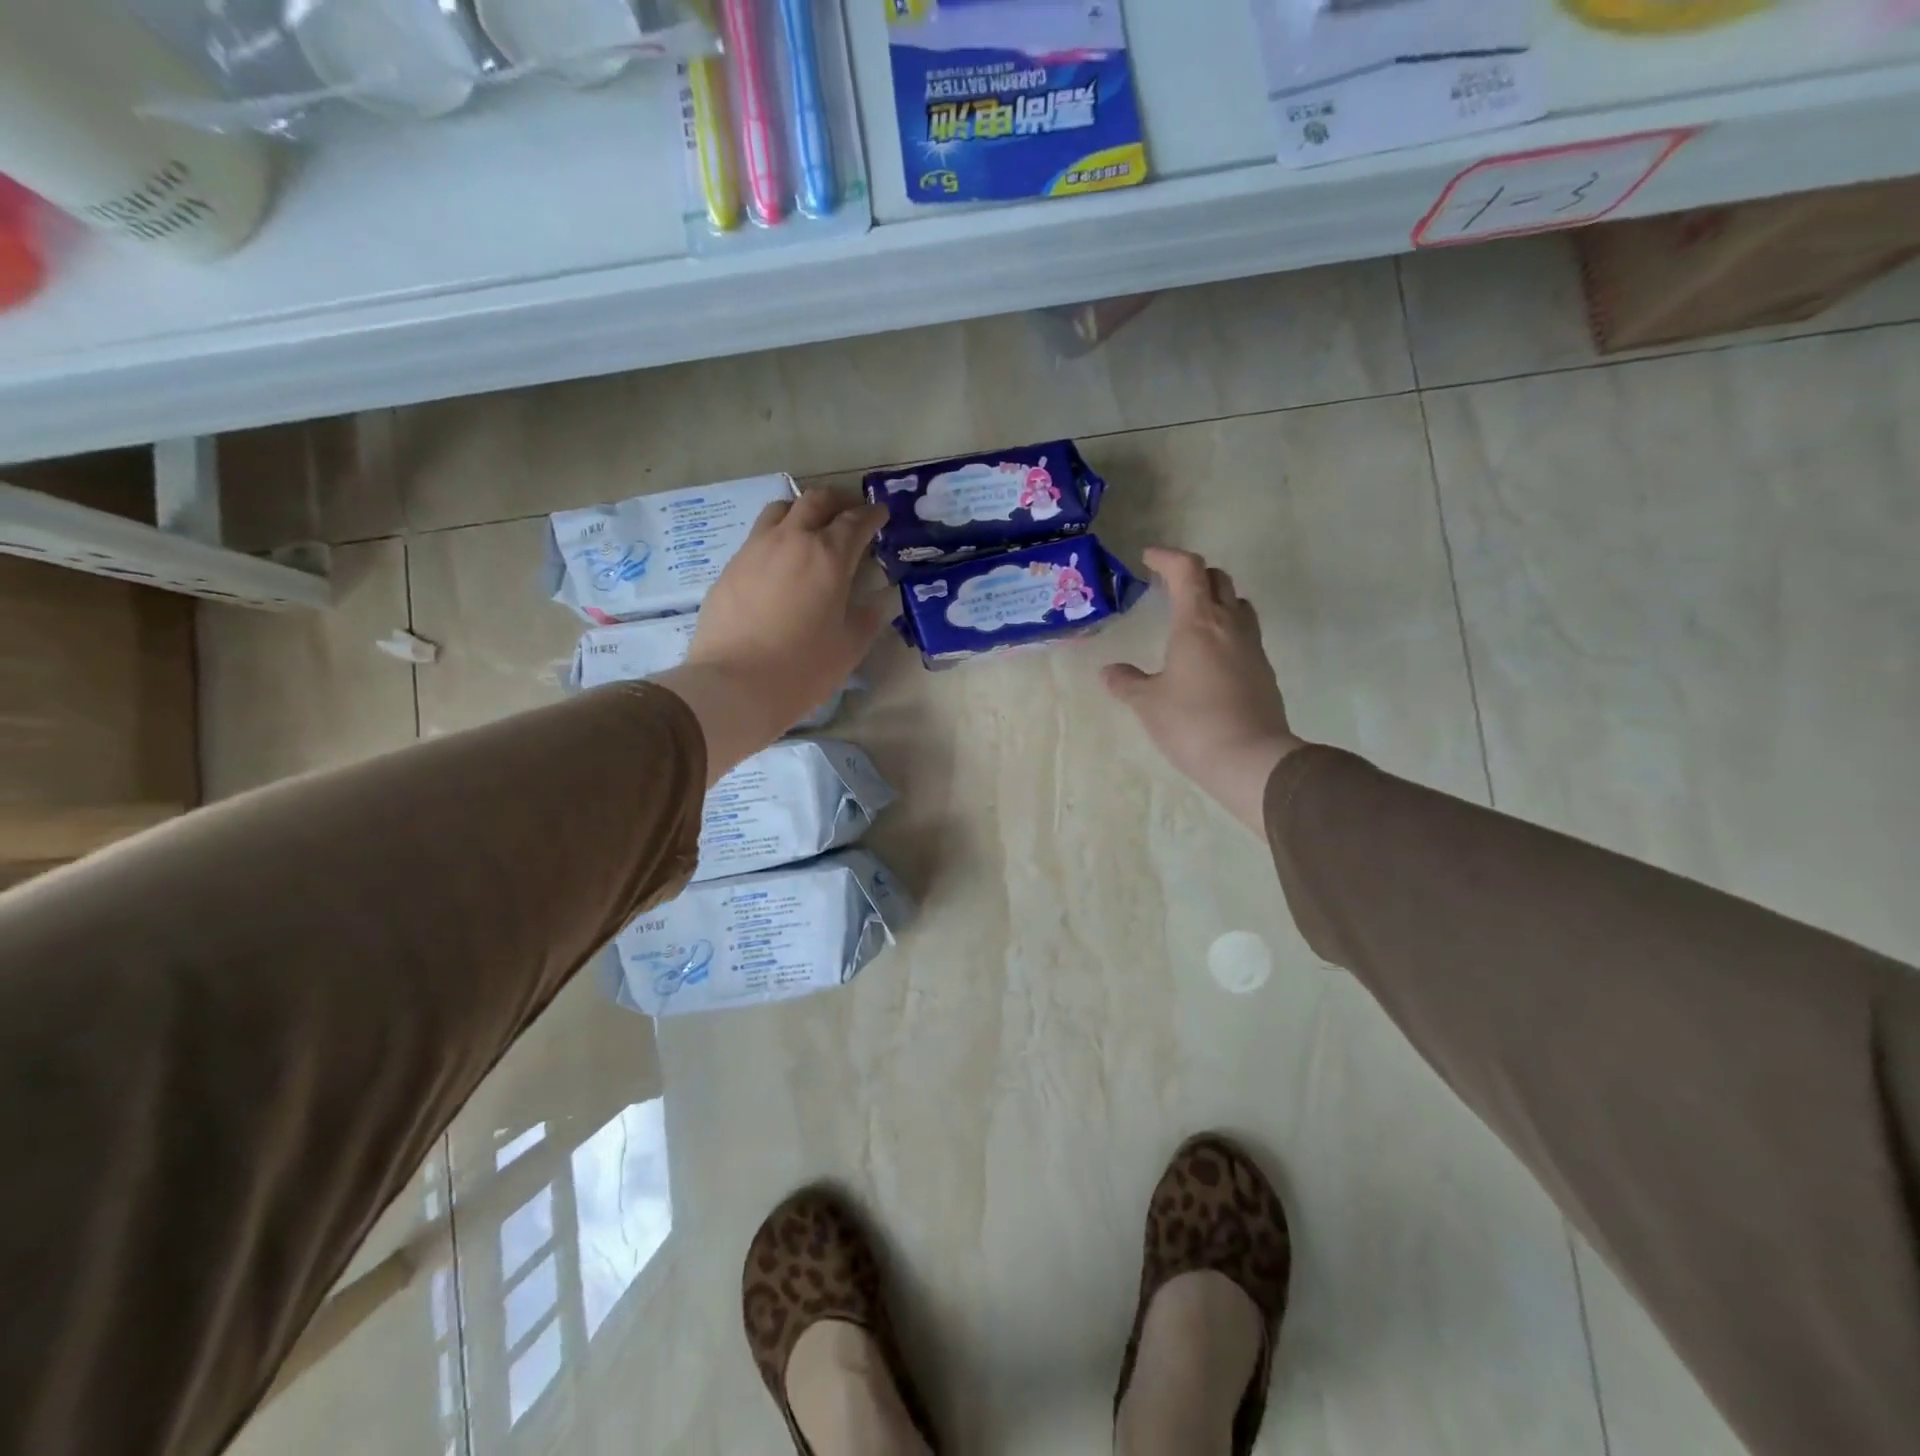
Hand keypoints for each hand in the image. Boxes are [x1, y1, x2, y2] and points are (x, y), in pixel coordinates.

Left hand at [656, 489, 887, 781]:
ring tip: (811, 529)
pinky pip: (758, 536)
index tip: (881, 514)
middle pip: (816, 501)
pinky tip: (780, 562)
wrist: (734, 684)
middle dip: (838, 501)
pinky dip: (777, 536)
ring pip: (781, 510)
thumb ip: (869, 616)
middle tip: (850, 513)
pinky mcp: (731, 566)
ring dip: (802, 511)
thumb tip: (881, 599)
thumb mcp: (850, 646)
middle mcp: (791, 540)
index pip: (856, 521)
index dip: (872, 514)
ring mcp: (755, 549)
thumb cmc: (803, 667)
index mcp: (829, 555)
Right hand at [1102, 548, 1304, 834]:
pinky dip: (1225, 630)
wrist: (1251, 759)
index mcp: (1198, 622)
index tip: (1148, 558)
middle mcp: (1229, 625)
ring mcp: (1251, 647)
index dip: (1167, 557)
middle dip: (1192, 575)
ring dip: (1215, 600)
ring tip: (1191, 618)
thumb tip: (1109, 672)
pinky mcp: (1263, 670)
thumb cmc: (1192, 723)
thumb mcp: (1147, 703)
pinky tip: (1208, 656)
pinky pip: (1244, 634)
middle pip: (1218, 579)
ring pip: (1237, 604)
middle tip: (1168, 587)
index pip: (1187, 570)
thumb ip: (1126, 682)